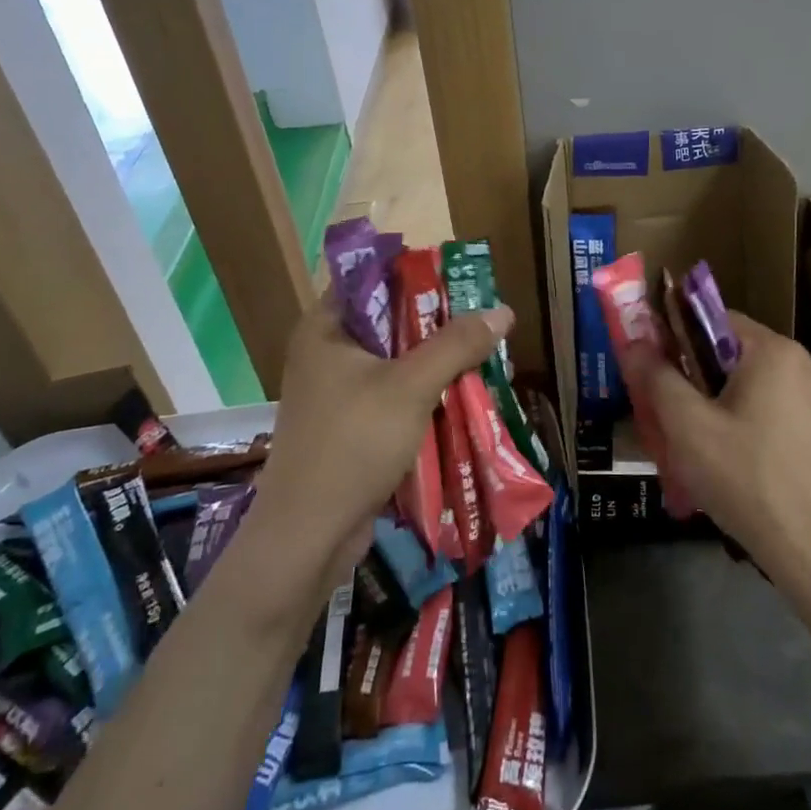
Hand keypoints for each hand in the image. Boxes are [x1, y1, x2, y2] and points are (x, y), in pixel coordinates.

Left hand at [248, 298, 512, 587]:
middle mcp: (327, 350)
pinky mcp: (349, 423)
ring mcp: (336, 389)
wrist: (308, 536)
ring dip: (436, 359)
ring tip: (483, 354)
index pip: (371, 277)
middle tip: (482, 319)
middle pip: (390, 319)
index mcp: (327, 327)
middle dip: (437, 321)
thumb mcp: (411, 386)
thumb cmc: (353, 444)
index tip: (459, 279)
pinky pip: (393, 392)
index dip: (415, 273)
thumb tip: (503, 310)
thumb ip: (457, 344)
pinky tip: (461, 393)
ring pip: (395, 358)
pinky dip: (424, 390)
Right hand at [616, 313, 810, 587]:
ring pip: (750, 390)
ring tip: (691, 448)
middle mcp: (803, 366)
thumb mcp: (688, 427)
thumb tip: (633, 341)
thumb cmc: (747, 478)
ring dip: (717, 409)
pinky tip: (729, 468)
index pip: (714, 319)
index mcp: (774, 351)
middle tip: (665, 415)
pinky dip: (745, 429)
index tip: (652, 370)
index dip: (676, 339)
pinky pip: (772, 416)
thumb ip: (657, 378)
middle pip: (731, 356)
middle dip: (694, 381)